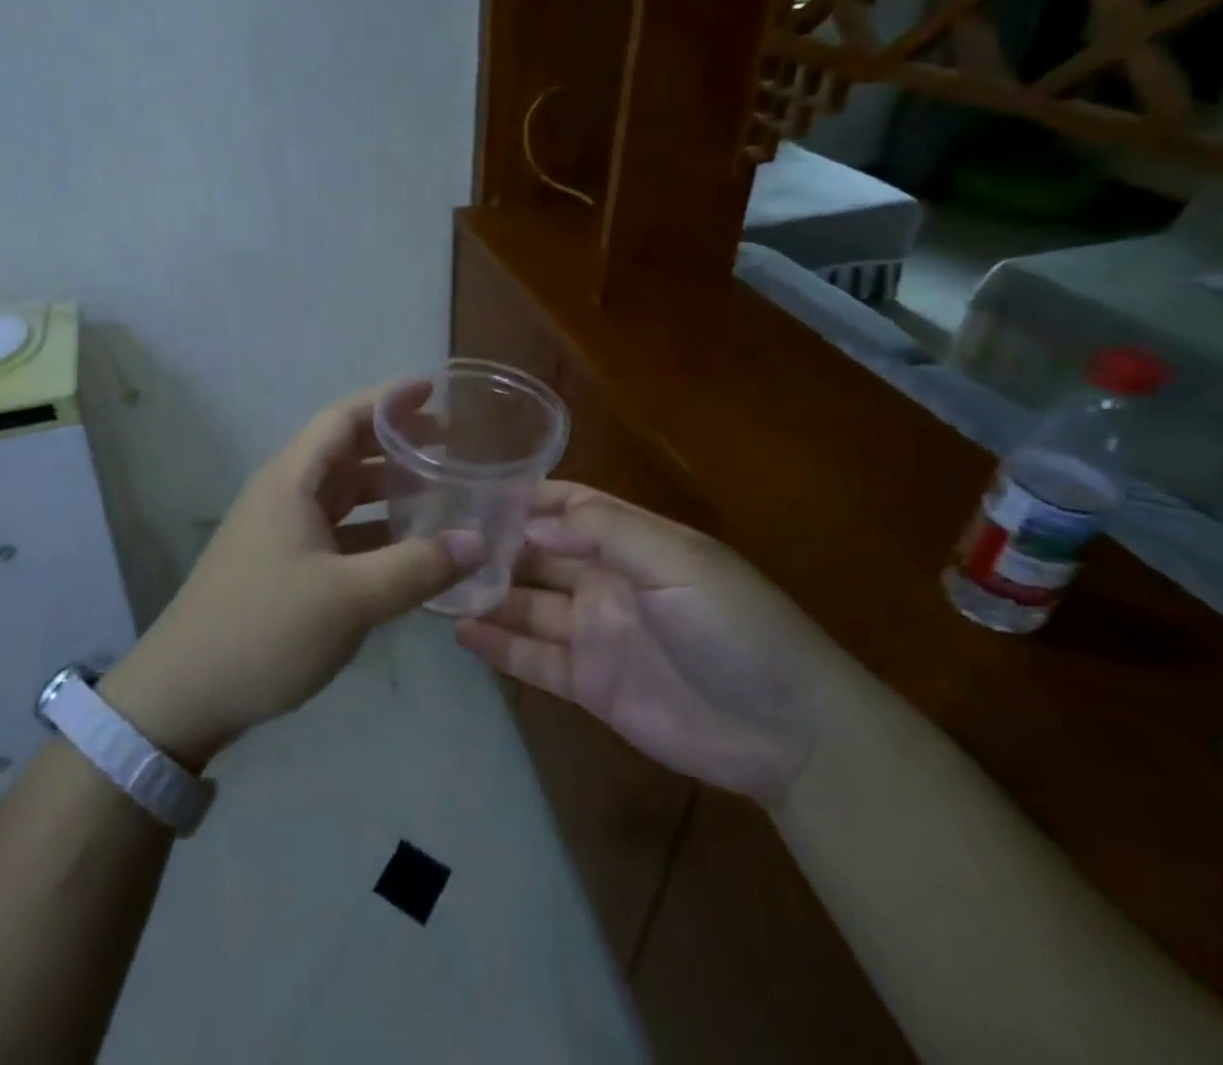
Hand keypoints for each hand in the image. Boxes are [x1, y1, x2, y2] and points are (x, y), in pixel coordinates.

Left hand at [100, 382, 484, 768]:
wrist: (184, 692)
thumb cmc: (265, 630)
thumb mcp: (349, 599)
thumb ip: (416, 567)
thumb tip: (479, 541)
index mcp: (291, 481)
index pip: (344, 419)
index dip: (389, 401)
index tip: (433, 391)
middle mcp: (284, 495)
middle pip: (346, 453)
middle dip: (396, 444)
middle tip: (450, 443)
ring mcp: (281, 531)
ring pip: (343, 495)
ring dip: (387, 489)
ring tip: (439, 491)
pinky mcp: (282, 565)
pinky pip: (337, 532)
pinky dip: (373, 530)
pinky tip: (407, 547)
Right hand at [455, 482, 846, 807]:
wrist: (788, 732)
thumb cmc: (735, 627)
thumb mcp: (678, 562)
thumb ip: (606, 533)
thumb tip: (531, 522)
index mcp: (630, 543)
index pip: (568, 506)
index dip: (525, 497)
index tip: (472, 490)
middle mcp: (605, 580)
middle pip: (538, 554)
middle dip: (494, 544)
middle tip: (436, 538)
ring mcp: (595, 632)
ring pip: (528, 604)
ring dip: (487, 593)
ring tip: (434, 582)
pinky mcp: (590, 683)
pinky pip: (534, 658)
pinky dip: (499, 645)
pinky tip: (459, 632)